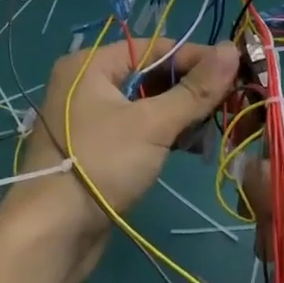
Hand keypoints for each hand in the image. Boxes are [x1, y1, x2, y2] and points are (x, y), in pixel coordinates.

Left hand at [12, 38, 240, 258]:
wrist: (50, 236)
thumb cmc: (100, 164)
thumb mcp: (153, 124)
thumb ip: (195, 89)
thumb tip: (232, 48)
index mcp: (91, 64)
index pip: (153, 47)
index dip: (194, 58)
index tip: (233, 72)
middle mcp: (85, 83)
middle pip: (149, 75)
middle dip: (189, 91)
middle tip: (226, 105)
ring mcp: (88, 118)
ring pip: (145, 105)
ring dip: (179, 116)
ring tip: (208, 133)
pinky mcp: (95, 149)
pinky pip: (136, 129)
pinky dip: (162, 135)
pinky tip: (188, 148)